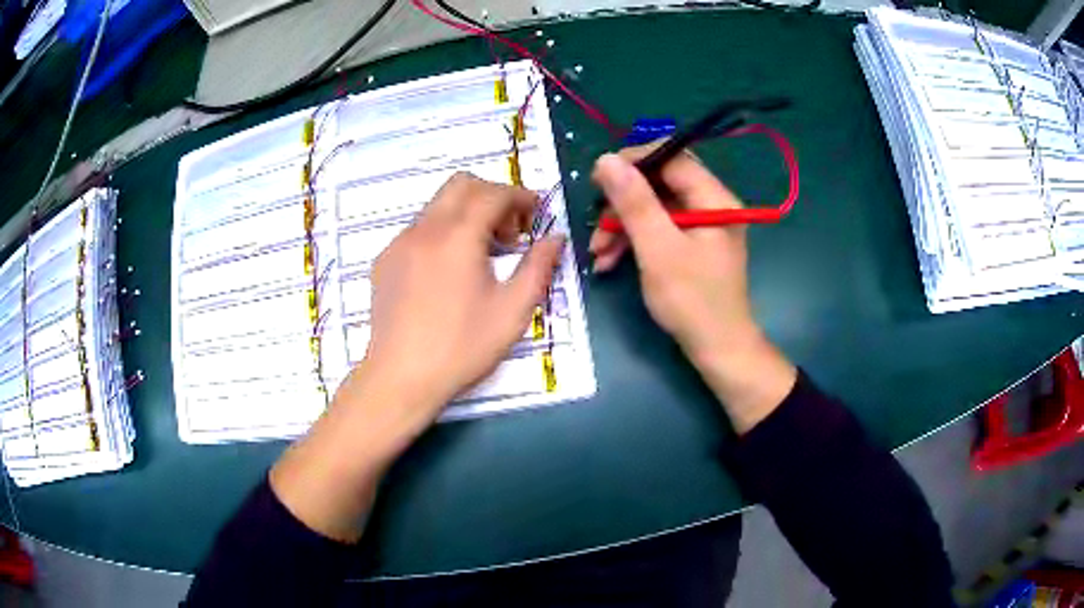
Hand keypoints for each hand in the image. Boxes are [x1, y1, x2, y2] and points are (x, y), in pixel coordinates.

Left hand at [361, 173, 563, 423]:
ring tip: (481, 256)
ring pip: (437, 205)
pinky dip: (442, 233)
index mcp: (458, 235)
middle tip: (509, 233)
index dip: (521, 197)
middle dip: (492, 196)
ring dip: (466, 214)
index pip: (493, 193)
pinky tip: (448, 272)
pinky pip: (418, 229)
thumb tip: (555, 238)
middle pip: (461, 185)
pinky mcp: (384, 262)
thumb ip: (539, 267)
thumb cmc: (462, 347)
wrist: (400, 378)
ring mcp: (399, 243)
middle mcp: (425, 229)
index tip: (536, 215)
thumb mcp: (513, 310)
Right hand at [590, 148, 795, 432]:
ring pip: (654, 207)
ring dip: (622, 225)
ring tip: (596, 252)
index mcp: (714, 198)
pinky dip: (634, 241)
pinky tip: (608, 261)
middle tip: (595, 222)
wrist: (718, 350)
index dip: (633, 161)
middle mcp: (711, 204)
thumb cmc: (692, 301)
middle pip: (660, 182)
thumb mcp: (658, 248)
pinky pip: (659, 229)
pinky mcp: (692, 245)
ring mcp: (702, 225)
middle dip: (623, 201)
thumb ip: (633, 201)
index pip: (672, 157)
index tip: (599, 178)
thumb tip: (606, 159)